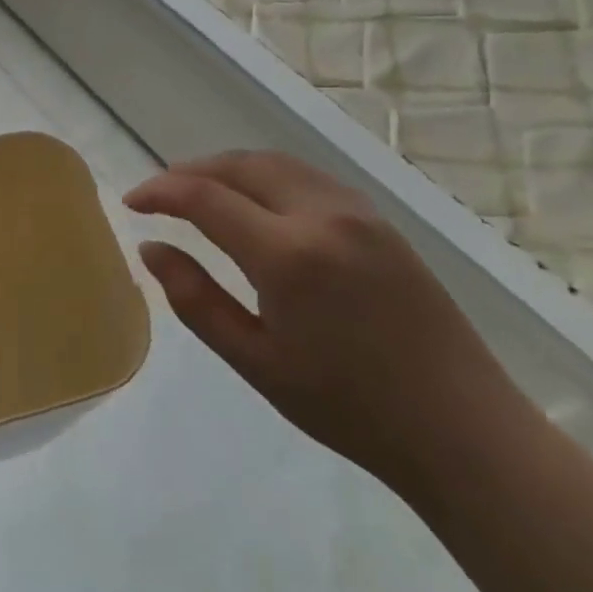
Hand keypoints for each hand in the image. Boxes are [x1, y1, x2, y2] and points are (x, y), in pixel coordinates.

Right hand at [125, 151, 521, 489]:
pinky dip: (266, 176)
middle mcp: (322, 214)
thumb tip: (151, 248)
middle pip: (240, 165)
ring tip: (198, 191)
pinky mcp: (379, 220)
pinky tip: (256, 202)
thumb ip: (194, 298)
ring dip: (228, 168)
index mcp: (288, 254)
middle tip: (159, 194)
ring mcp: (357, 211)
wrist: (461, 428)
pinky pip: (307, 177)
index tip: (131, 202)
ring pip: (275, 163)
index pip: (205, 197)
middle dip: (191, 170)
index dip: (160, 191)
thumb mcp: (256, 361)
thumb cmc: (348, 407)